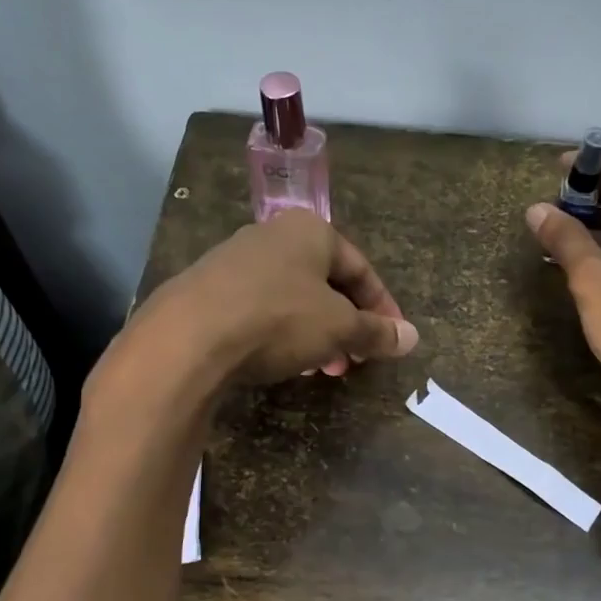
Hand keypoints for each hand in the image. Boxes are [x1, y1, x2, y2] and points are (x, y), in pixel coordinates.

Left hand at [127, 211, 418, 388]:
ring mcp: (235, 261)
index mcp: (311, 231)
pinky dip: (280, 334)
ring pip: (292, 298)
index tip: (392, 340)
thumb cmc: (278, 319)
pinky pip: (259, 309)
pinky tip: (281, 363)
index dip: (382, 307)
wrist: (188, 337)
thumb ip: (375, 331)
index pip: (360, 268)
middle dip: (346, 325)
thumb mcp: (338, 328)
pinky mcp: (208, 289)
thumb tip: (412, 337)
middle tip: (354, 360)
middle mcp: (272, 236)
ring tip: (320, 369)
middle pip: (324, 283)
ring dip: (315, 333)